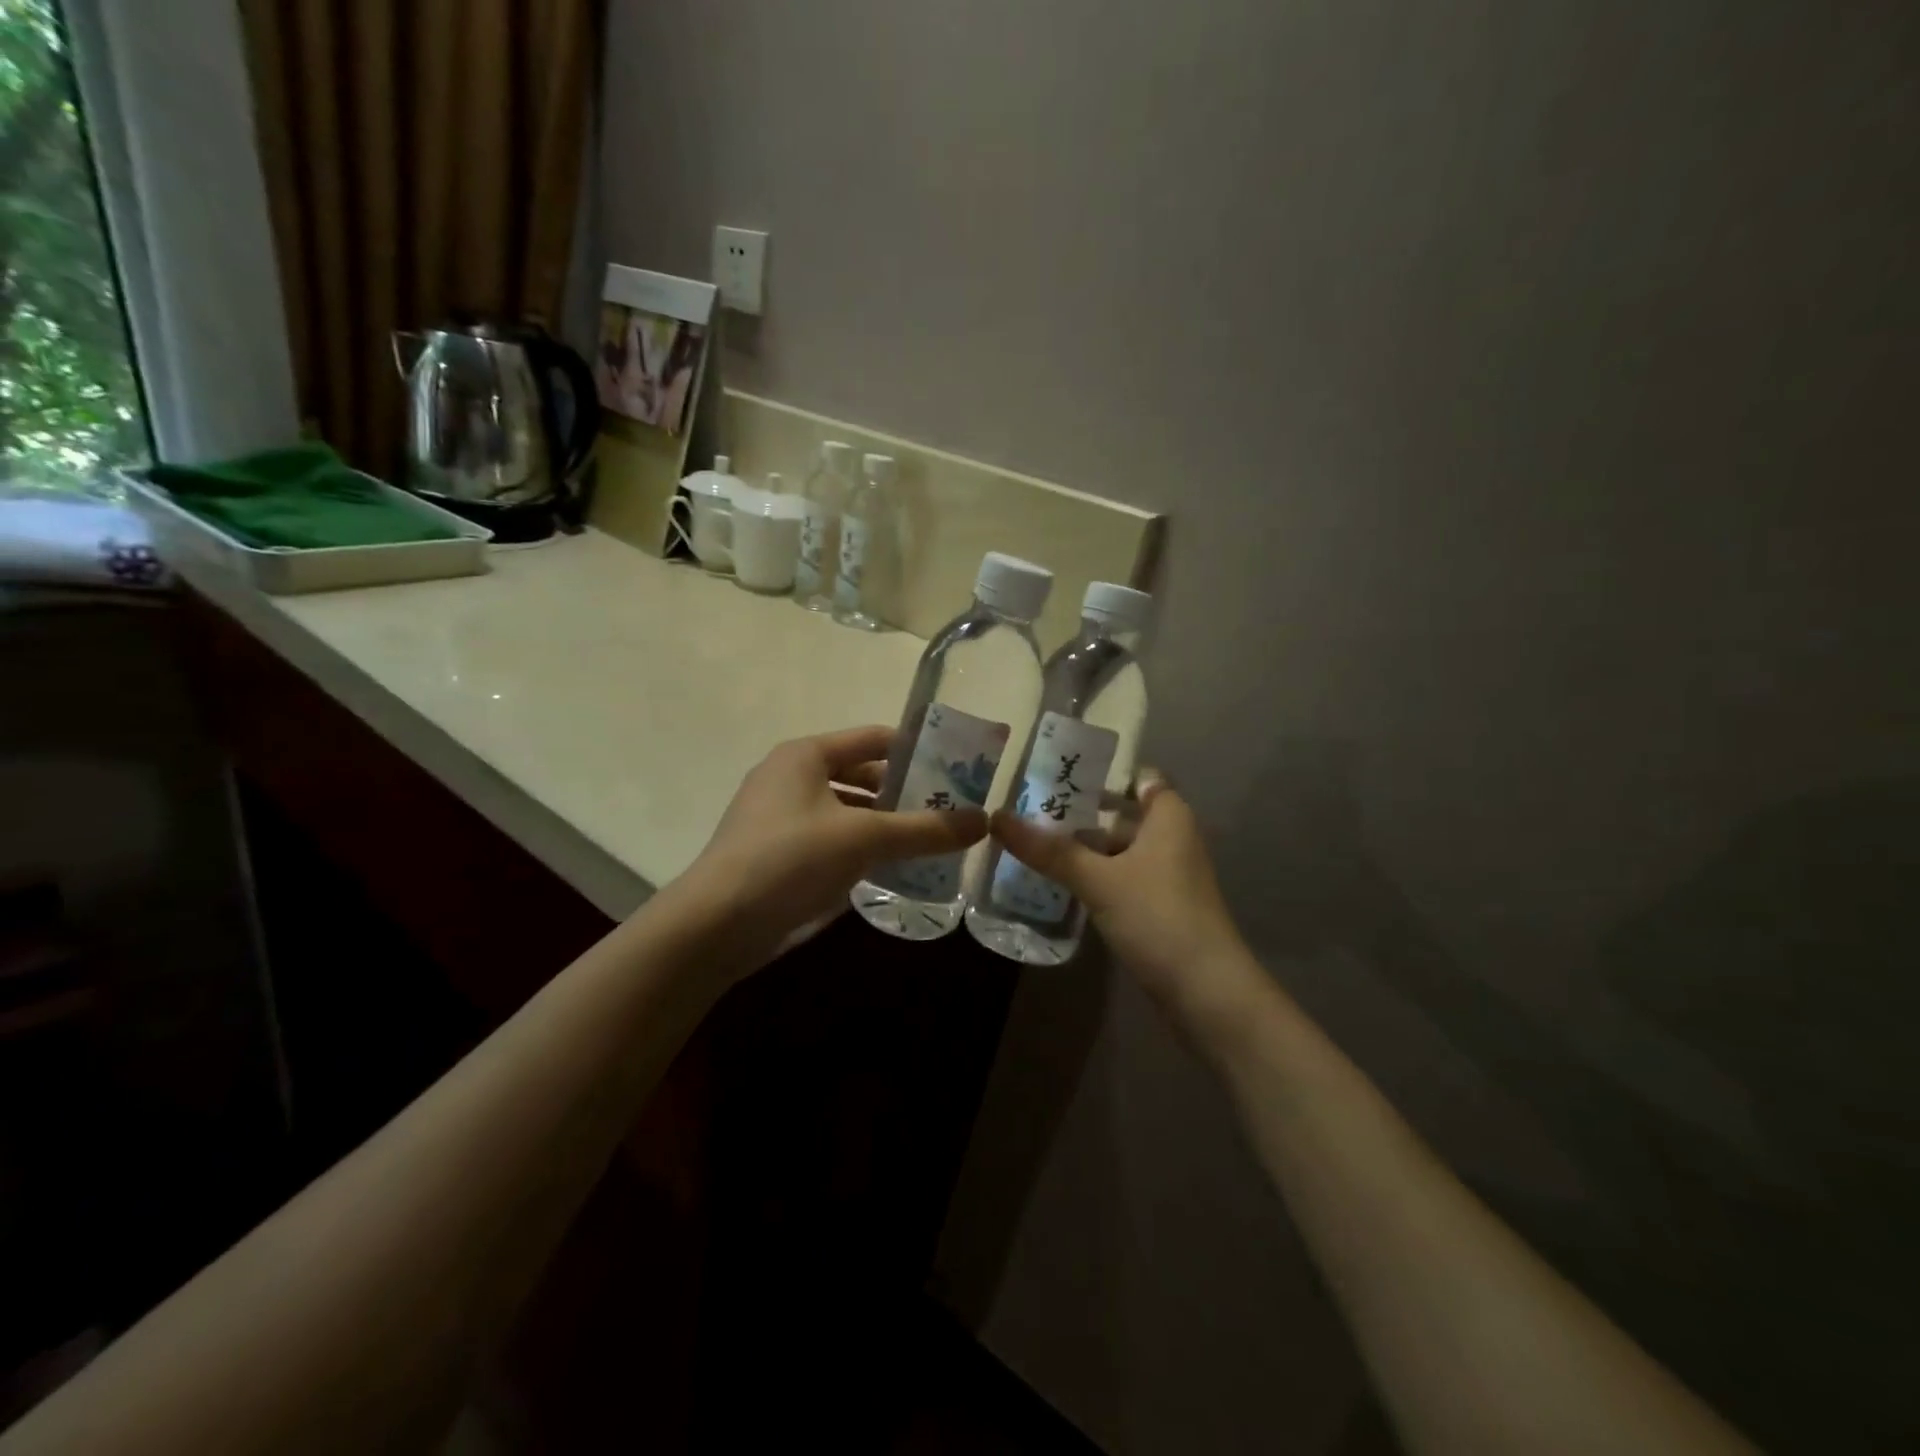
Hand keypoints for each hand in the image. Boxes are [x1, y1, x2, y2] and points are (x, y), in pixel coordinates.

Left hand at [679, 725, 987, 967]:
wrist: (715, 925)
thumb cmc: (789, 860)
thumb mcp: (864, 839)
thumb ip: (925, 829)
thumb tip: (983, 821)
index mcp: (805, 755)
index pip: (873, 738)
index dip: (916, 749)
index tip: (957, 767)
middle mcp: (791, 777)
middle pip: (861, 774)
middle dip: (904, 791)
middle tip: (951, 809)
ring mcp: (780, 817)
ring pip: (847, 810)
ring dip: (884, 822)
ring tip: (930, 839)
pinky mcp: (777, 853)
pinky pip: (832, 838)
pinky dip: (861, 847)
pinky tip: (891, 867)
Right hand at [990, 776, 1261, 1026]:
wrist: (1207, 991)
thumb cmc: (1157, 917)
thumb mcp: (1098, 880)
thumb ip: (1050, 850)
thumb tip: (996, 819)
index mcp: (1168, 817)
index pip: (1139, 778)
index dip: (1104, 773)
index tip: (1060, 773)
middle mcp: (1172, 839)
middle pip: (1123, 814)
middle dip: (1081, 813)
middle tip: (1030, 809)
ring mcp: (1167, 875)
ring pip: (1120, 850)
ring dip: (1084, 848)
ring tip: (1035, 844)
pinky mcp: (1161, 907)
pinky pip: (1123, 878)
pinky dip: (1095, 876)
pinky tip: (1060, 882)